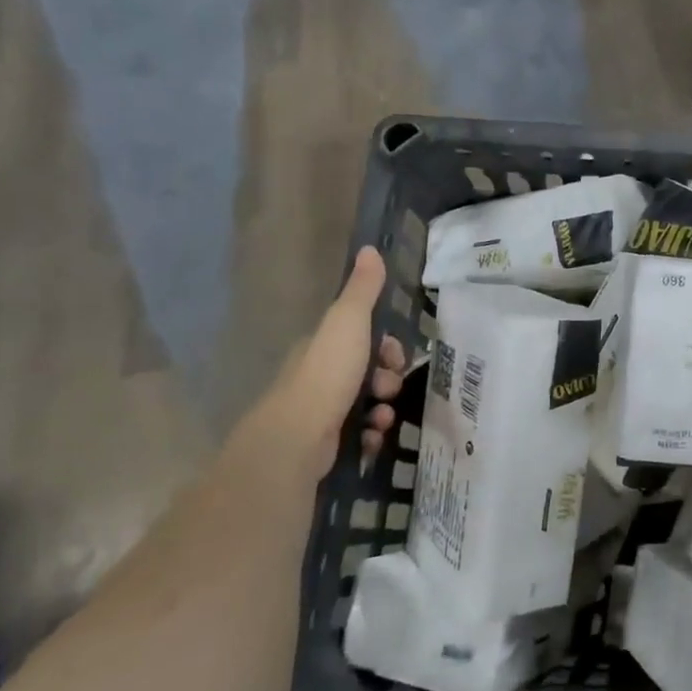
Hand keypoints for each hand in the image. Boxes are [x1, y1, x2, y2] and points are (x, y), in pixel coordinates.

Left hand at [231, 247, 408, 481]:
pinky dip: (370, 435)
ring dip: (383, 409)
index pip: (363, 338)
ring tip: (381, 418)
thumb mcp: (348, 322)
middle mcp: (320, 375)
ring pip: (367, 404)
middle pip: (369, 372)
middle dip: (388, 380)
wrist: (296, 439)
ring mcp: (320, 410)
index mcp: (323, 346)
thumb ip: (363, 289)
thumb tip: (370, 248)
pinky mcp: (325, 442)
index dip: (387, 346)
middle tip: (387, 388)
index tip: (395, 356)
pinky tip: (370, 437)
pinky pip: (359, 434)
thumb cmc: (326, 375)